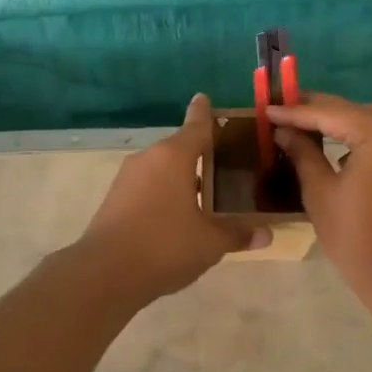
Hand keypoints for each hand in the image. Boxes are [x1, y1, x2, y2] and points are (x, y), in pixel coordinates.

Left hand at [77, 95, 268, 300]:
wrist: (104, 273)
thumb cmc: (164, 246)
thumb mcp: (210, 242)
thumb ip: (238, 233)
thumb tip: (268, 233)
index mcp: (174, 156)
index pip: (197, 125)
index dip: (205, 113)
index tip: (206, 98)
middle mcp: (149, 159)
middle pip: (180, 148)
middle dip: (202, 154)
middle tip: (229, 162)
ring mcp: (128, 179)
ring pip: (164, 169)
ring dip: (184, 177)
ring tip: (210, 193)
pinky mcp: (116, 199)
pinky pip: (149, 186)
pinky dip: (166, 193)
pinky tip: (181, 215)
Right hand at [268, 94, 371, 293]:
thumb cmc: (354, 235)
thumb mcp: (319, 191)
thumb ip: (302, 152)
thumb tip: (283, 130)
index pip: (329, 113)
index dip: (295, 111)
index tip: (267, 108)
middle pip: (352, 111)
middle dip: (316, 110)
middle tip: (281, 108)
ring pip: (369, 119)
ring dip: (338, 120)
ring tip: (303, 122)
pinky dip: (359, 134)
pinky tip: (335, 141)